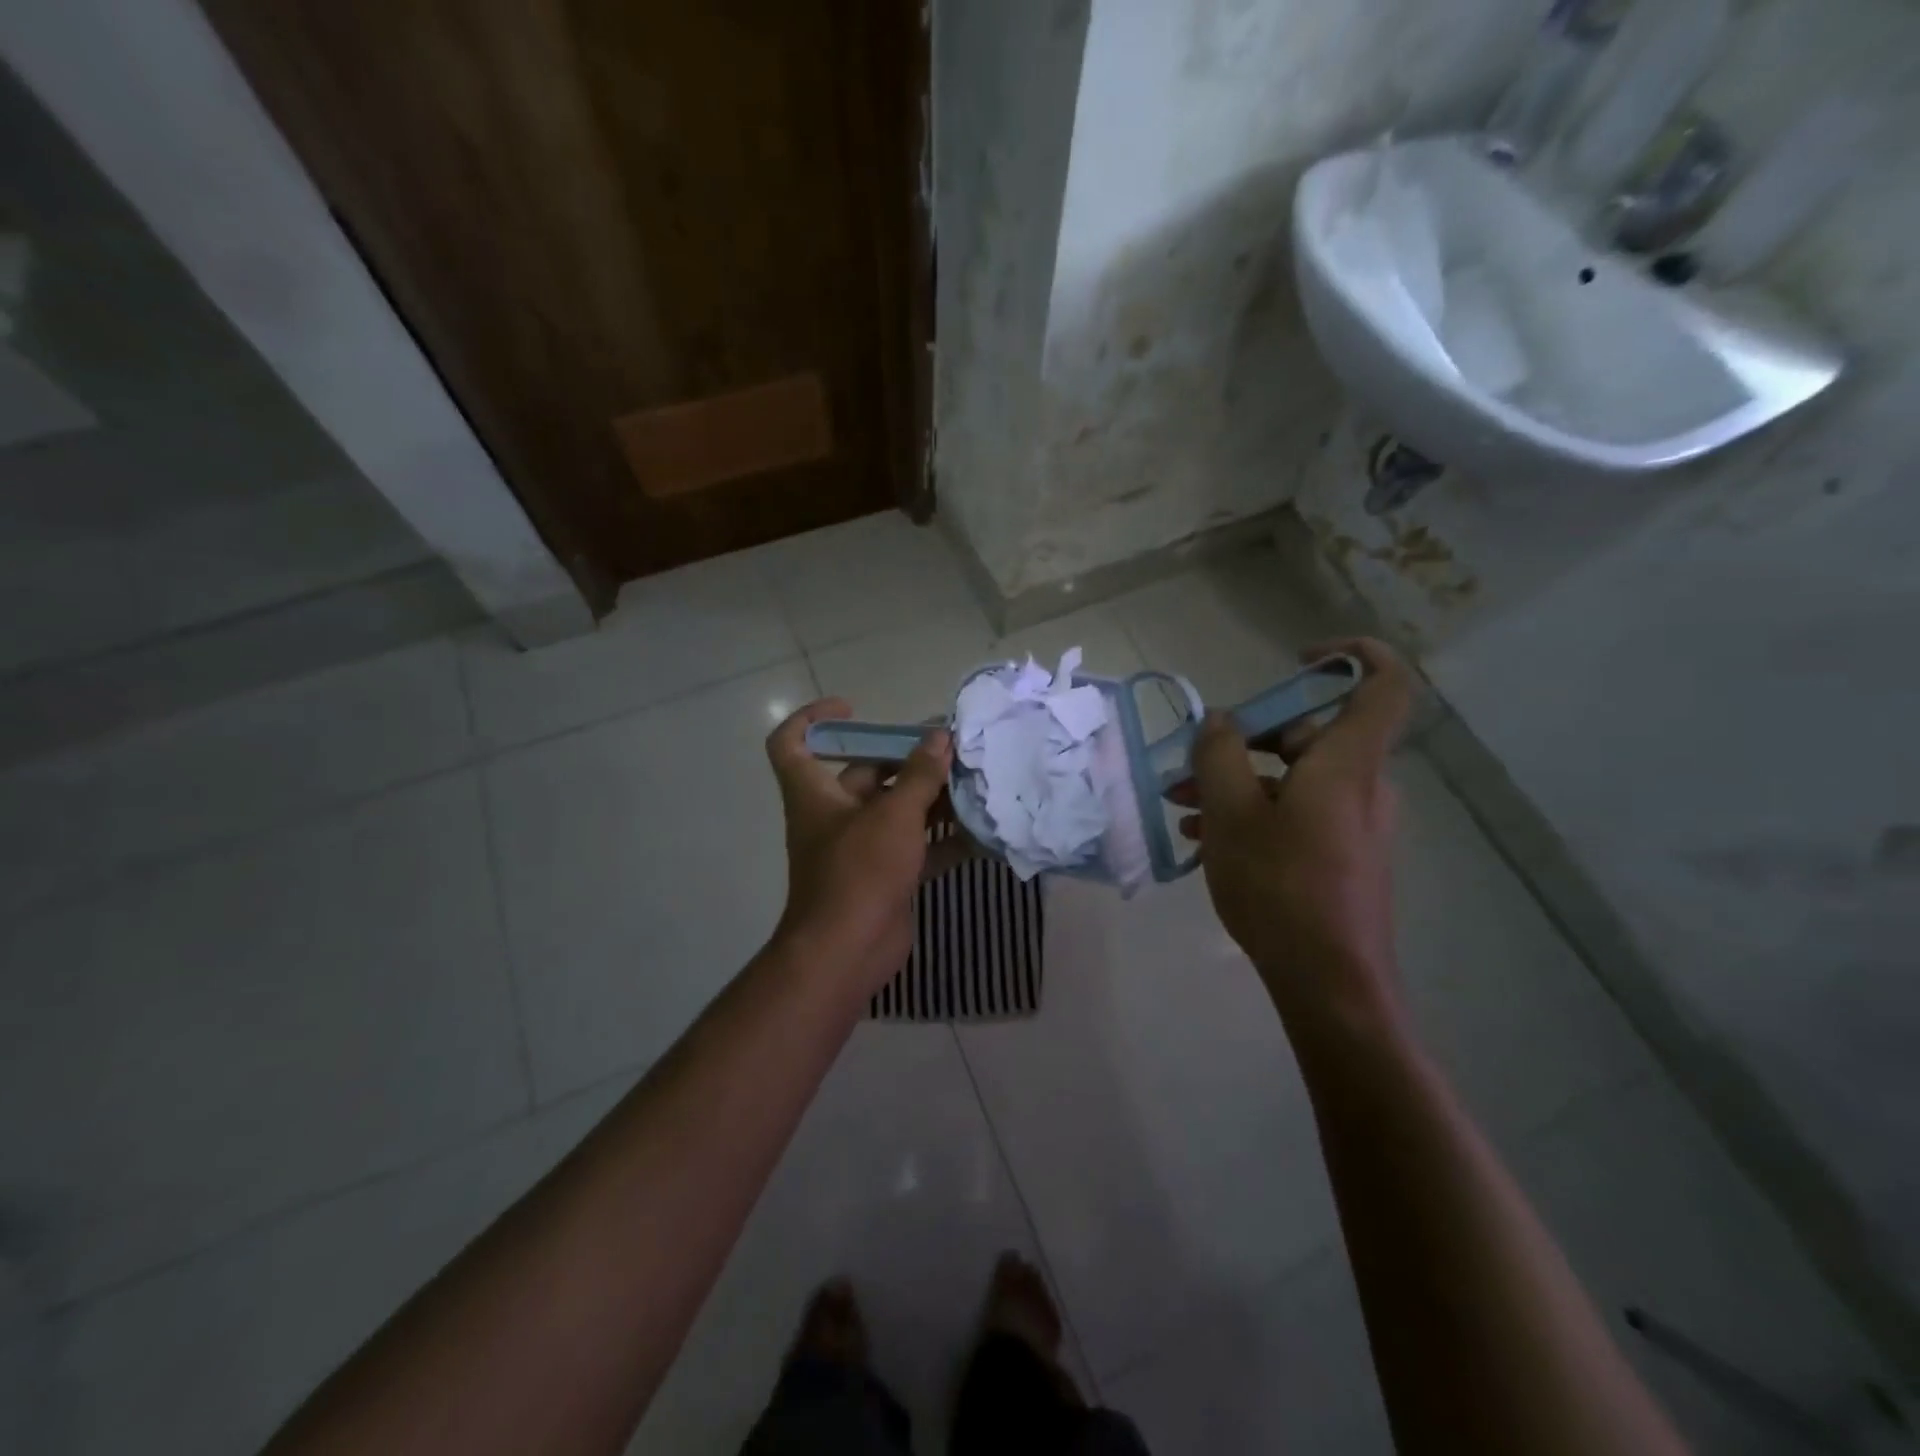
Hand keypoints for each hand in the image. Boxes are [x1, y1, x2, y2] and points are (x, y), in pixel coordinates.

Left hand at [765, 699, 953, 997]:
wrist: (848, 952)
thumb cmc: (859, 871)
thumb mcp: (893, 815)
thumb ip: (920, 775)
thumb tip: (940, 737)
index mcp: (815, 793)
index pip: (792, 743)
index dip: (812, 718)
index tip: (852, 709)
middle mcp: (834, 815)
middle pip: (866, 773)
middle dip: (907, 759)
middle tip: (950, 746)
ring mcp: (860, 848)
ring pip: (896, 810)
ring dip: (931, 798)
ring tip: (973, 781)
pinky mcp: (884, 875)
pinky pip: (915, 847)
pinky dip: (942, 840)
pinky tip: (979, 831)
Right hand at [1173, 639, 1413, 1027]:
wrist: (1329, 982)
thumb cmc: (1281, 886)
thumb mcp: (1232, 813)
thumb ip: (1219, 755)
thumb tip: (1218, 721)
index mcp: (1346, 763)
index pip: (1382, 684)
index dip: (1348, 656)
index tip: (1295, 660)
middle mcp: (1360, 786)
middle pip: (1309, 735)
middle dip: (1243, 741)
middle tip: (1190, 765)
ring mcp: (1353, 825)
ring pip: (1292, 780)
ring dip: (1236, 783)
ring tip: (1182, 808)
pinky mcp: (1341, 856)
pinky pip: (1296, 814)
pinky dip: (1253, 814)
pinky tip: (1205, 840)